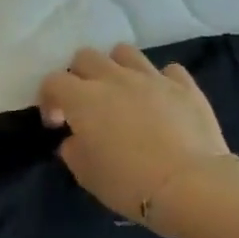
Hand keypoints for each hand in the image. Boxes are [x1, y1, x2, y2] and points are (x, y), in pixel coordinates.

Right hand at [38, 45, 232, 225]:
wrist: (189, 185)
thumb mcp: (85, 174)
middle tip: (85, 105)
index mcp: (84, 99)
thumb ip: (73, 149)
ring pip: (125, 52)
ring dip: (116, 68)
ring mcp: (152, 78)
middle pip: (86, 57)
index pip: (53, 82)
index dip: (49, 99)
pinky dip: (159, 81)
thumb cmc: (127, 182)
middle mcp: (115, 79)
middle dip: (79, 76)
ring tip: (121, 94)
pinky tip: (160, 101)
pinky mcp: (185, 86)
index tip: (57, 123)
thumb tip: (77, 139)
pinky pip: (167, 70)